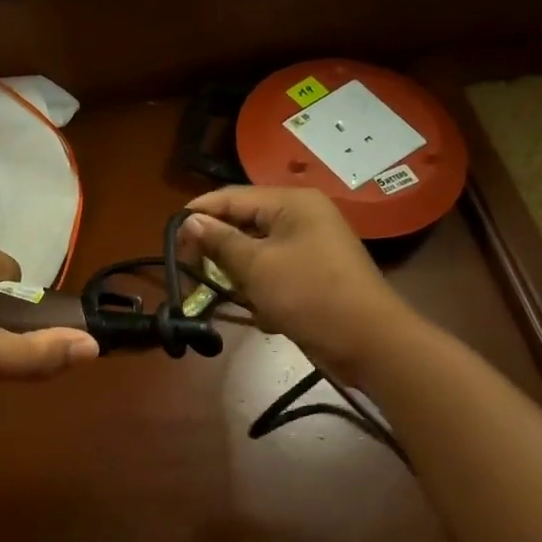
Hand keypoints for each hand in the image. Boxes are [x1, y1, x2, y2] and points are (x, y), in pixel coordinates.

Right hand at [177, 187, 412, 371]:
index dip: (198, 214)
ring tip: (226, 295)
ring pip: (255, 250)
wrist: (370, 343)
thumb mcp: (256, 266)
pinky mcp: (312, 274)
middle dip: (216, 248)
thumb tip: (189, 221)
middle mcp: (301, 217)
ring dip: (237, 273)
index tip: (171, 239)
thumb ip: (219, 240)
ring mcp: (309, 246)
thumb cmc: (309, 295)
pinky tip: (260, 312)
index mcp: (292, 203)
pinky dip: (259, 288)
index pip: (231, 197)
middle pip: (243, 223)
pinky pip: (272, 271)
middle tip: (190, 272)